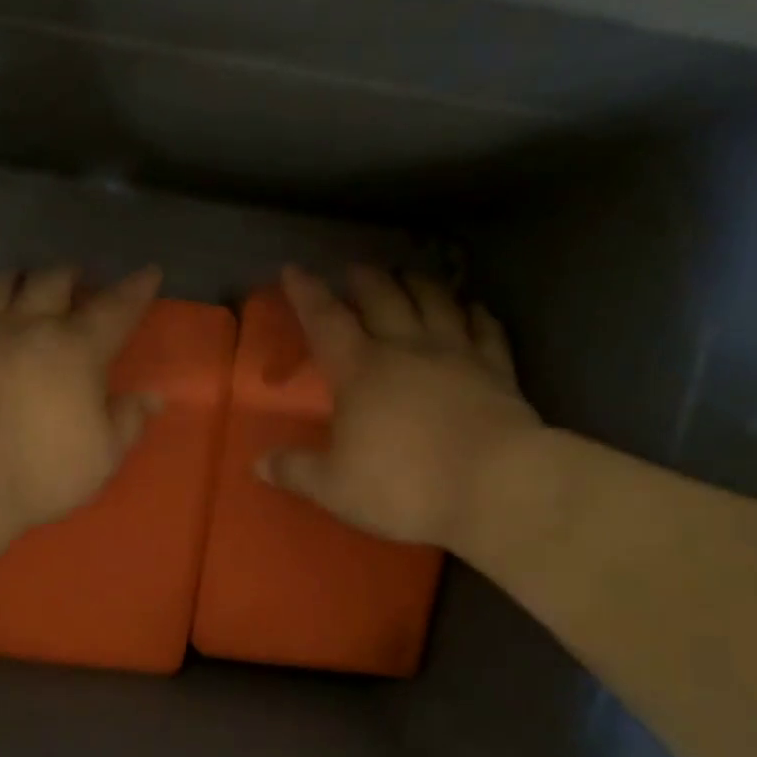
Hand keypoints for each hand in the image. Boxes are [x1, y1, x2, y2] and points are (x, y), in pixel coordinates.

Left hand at [0, 266, 162, 532]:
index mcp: (77, 350)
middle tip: (77, 276)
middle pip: (51, 283)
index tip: (148, 272)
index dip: (136, 289)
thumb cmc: (44, 468)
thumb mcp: (103, 455)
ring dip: (11, 279)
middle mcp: (29, 329)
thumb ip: (127, 422)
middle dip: (69, 274)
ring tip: (19, 276)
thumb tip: (149, 398)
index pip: (116, 310)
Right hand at [260, 264, 541, 550]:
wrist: (495, 486)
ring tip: (408, 275)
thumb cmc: (404, 484)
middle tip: (355, 269)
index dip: (306, 294)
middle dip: (364, 280)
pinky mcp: (497, 370)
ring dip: (418, 284)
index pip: (326, 321)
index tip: (293, 270)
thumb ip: (296, 471)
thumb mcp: (334, 488)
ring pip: (436, 302)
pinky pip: (486, 329)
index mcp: (360, 370)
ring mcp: (457, 355)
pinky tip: (472, 307)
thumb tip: (259, 464)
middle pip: (383, 299)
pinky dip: (476, 312)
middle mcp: (407, 349)